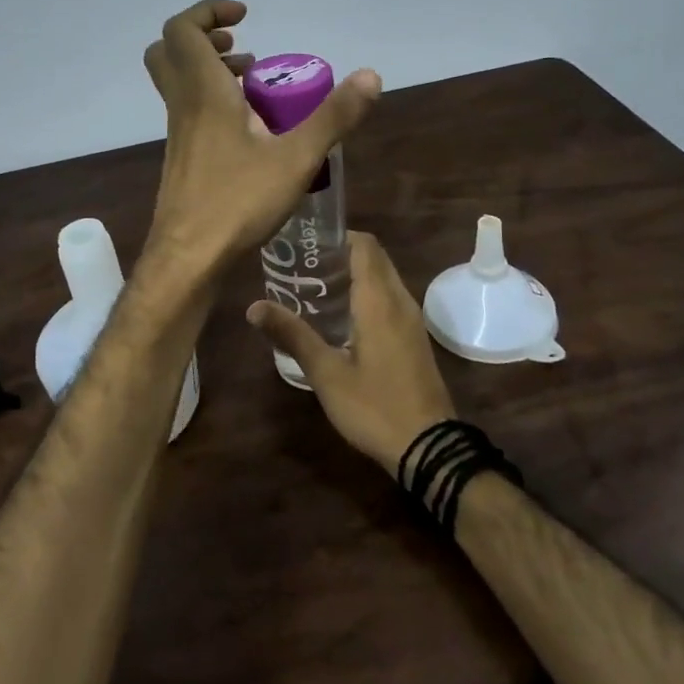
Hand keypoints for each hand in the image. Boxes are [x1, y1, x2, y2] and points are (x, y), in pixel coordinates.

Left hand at [143, 0, 380, 271]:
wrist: (188, 259)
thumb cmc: (237, 202)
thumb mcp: (296, 158)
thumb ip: (333, 117)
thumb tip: (371, 76)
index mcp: (203, 93)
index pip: (182, 29)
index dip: (208, 12)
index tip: (245, 17)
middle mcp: (183, 106)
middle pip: (169, 51)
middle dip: (203, 37)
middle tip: (241, 47)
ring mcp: (178, 134)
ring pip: (179, 83)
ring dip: (210, 70)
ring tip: (253, 83)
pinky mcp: (182, 158)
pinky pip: (189, 111)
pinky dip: (213, 102)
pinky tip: (250, 130)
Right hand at [245, 232, 455, 475]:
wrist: (429, 448)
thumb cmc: (375, 406)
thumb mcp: (326, 373)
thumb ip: (293, 335)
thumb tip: (253, 307)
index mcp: (379, 301)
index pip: (364, 245)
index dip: (337, 235)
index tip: (306, 241)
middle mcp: (400, 301)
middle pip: (374, 258)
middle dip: (341, 253)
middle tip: (303, 264)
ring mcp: (412, 320)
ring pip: (384, 278)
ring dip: (355, 274)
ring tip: (315, 286)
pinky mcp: (414, 338)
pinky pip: (390, 299)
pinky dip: (367, 293)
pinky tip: (340, 316)